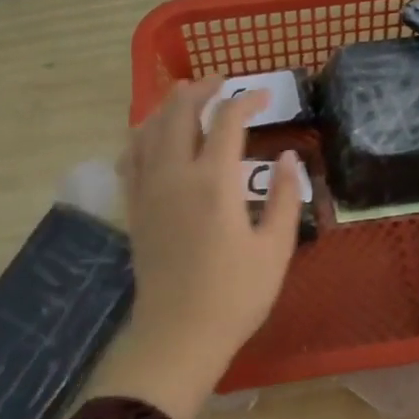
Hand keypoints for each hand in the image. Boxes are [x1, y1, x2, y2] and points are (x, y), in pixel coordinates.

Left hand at [93, 75, 303, 418]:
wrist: (179, 335)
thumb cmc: (235, 296)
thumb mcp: (275, 249)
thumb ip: (283, 196)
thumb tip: (288, 157)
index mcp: (214, 183)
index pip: (227, 122)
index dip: (246, 101)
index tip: (264, 98)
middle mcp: (175, 175)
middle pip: (179, 113)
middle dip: (201, 90)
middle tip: (221, 83)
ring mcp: (148, 190)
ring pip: (149, 129)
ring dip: (168, 106)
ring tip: (186, 96)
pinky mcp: (135, 208)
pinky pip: (130, 157)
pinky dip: (142, 135)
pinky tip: (151, 136)